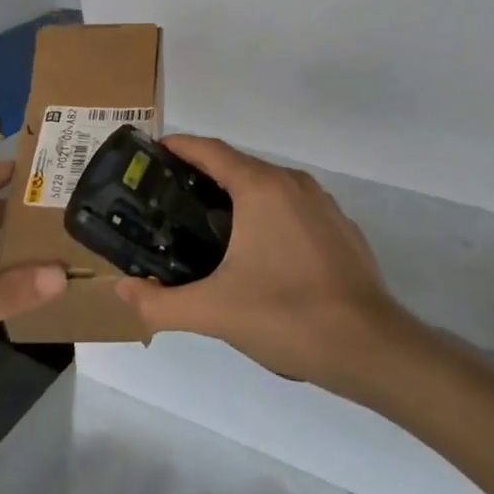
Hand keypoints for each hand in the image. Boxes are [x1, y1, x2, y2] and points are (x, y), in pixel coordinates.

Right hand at [115, 136, 406, 389]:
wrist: (371, 347)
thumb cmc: (288, 316)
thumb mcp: (214, 312)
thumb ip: (161, 302)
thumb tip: (123, 290)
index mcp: (261, 188)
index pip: (211, 150)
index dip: (179, 147)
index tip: (152, 155)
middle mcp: (292, 184)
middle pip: (238, 165)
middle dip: (203, 175)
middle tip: (168, 200)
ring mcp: (322, 204)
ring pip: (268, 186)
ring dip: (237, 196)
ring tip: (206, 226)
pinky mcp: (340, 228)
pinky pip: (293, 208)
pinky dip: (268, 215)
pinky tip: (258, 252)